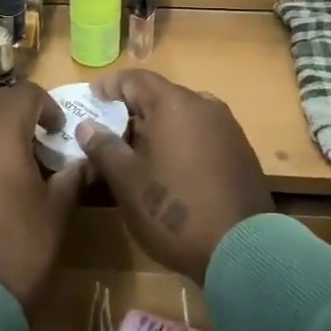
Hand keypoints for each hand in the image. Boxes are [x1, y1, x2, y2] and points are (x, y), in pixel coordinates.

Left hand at [0, 83, 86, 309]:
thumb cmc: (18, 250)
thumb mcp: (56, 213)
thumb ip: (71, 178)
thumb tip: (83, 162)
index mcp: (0, 132)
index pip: (25, 94)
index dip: (47, 106)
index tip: (59, 131)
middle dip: (17, 110)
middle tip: (38, 137)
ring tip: (12, 157)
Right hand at [74, 71, 272, 283]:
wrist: (243, 251)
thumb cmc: (174, 211)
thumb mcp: (127, 182)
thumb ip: (104, 148)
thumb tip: (87, 126)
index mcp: (175, 104)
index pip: (135, 79)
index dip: (109, 86)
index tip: (90, 99)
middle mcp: (205, 105)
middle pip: (160, 96)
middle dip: (132, 111)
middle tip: (108, 132)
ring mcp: (227, 128)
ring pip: (182, 116)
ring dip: (156, 128)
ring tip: (135, 154)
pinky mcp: (240, 152)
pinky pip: (201, 134)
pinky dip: (180, 142)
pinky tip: (168, 169)